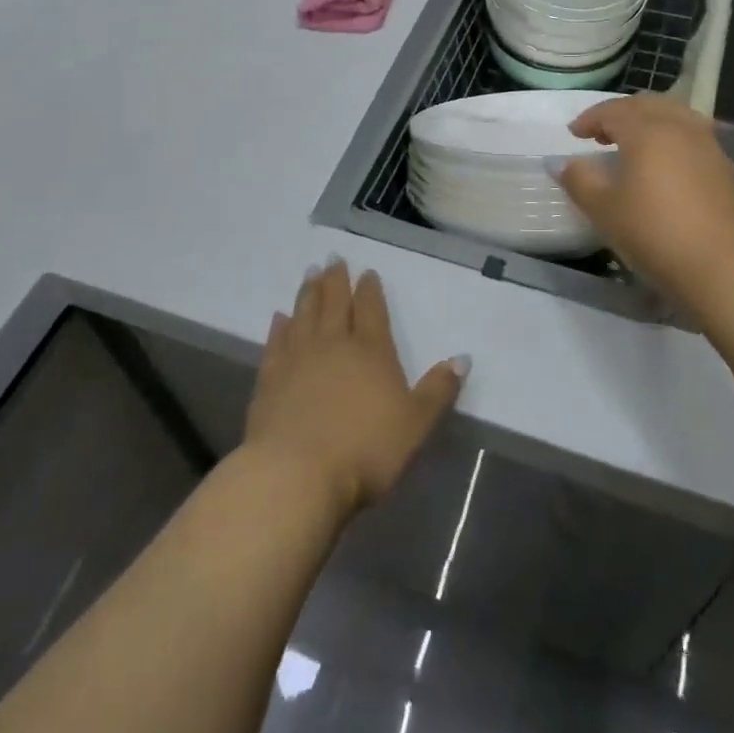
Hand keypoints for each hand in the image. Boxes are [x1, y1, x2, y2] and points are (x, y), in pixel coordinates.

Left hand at [244, 258, 467, 516]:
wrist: (296, 474)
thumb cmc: (365, 450)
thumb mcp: (415, 424)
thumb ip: (438, 390)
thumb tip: (463, 357)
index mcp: (371, 351)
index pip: (372, 310)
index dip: (370, 290)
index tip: (367, 272)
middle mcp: (334, 344)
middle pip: (335, 303)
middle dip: (336, 279)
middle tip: (333, 258)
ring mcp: (298, 358)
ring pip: (305, 314)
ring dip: (309, 292)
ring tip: (310, 273)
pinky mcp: (270, 378)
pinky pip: (276, 342)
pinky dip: (279, 326)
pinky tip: (280, 317)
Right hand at [554, 94, 733, 302]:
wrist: (723, 267)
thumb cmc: (654, 232)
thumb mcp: (603, 209)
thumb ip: (579, 180)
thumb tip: (563, 164)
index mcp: (647, 130)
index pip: (613, 111)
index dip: (590, 119)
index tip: (574, 134)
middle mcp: (679, 127)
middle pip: (646, 105)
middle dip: (620, 114)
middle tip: (601, 134)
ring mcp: (707, 145)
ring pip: (674, 115)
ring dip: (648, 122)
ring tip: (633, 144)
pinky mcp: (723, 167)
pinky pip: (691, 135)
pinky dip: (670, 137)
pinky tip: (664, 163)